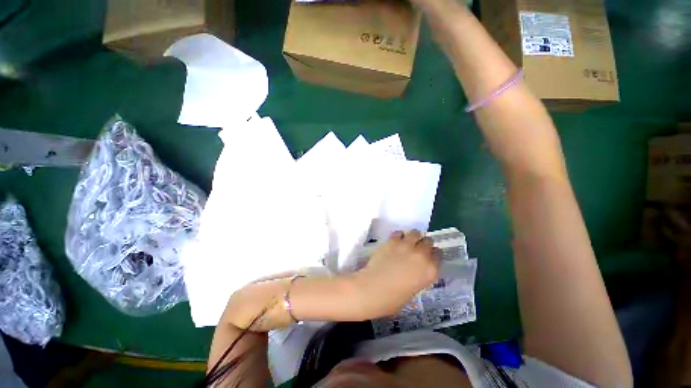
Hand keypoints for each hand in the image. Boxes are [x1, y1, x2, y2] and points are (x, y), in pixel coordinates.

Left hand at [353, 230, 439, 317]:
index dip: (433, 254)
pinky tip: (395, 241)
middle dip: (424, 244)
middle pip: (428, 242)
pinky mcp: (392, 241)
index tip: (429, 255)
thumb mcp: (414, 288)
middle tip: (417, 248)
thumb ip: (418, 274)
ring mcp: (407, 246)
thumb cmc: (393, 298)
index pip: (438, 255)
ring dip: (413, 237)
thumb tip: (415, 268)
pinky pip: (399, 233)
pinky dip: (399, 236)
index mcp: (430, 270)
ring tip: (407, 242)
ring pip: (415, 233)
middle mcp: (421, 255)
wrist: (373, 289)